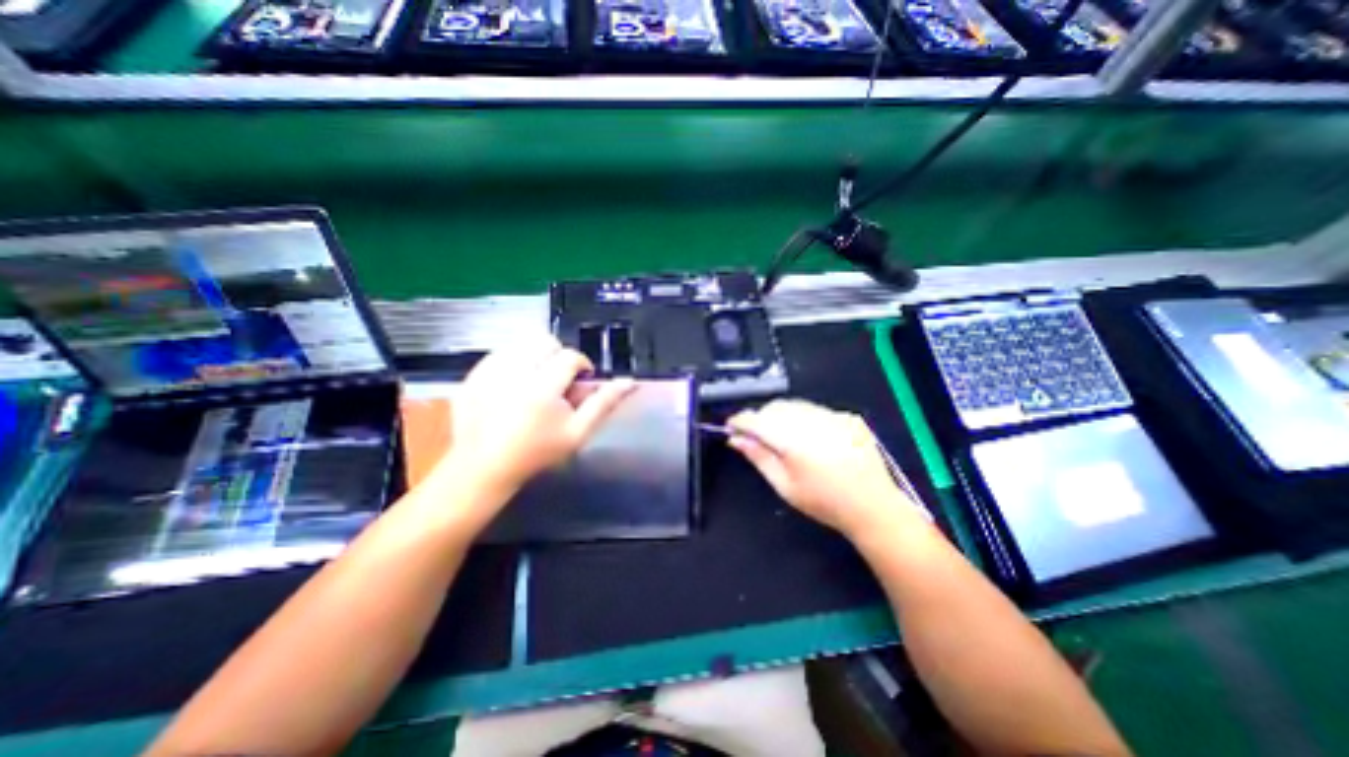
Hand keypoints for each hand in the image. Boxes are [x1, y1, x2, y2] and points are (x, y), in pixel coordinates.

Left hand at [439, 337, 637, 495]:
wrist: (483, 467)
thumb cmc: (536, 453)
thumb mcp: (577, 433)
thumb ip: (604, 404)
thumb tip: (629, 382)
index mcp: (542, 388)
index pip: (570, 357)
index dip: (581, 365)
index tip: (580, 381)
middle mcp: (514, 373)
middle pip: (545, 341)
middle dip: (558, 357)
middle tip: (557, 381)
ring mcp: (489, 372)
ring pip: (522, 343)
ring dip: (536, 357)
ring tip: (536, 382)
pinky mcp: (472, 374)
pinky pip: (500, 353)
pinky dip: (513, 362)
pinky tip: (513, 385)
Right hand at [728, 403, 927, 536]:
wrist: (874, 507)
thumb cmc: (824, 502)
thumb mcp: (784, 486)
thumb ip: (758, 457)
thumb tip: (736, 439)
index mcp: (793, 441)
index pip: (756, 420)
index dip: (739, 421)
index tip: (731, 427)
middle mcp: (812, 421)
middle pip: (774, 408)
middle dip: (761, 418)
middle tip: (757, 438)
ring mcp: (832, 416)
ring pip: (794, 405)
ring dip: (782, 416)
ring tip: (785, 438)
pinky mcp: (847, 416)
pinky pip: (815, 410)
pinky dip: (805, 418)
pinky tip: (812, 439)